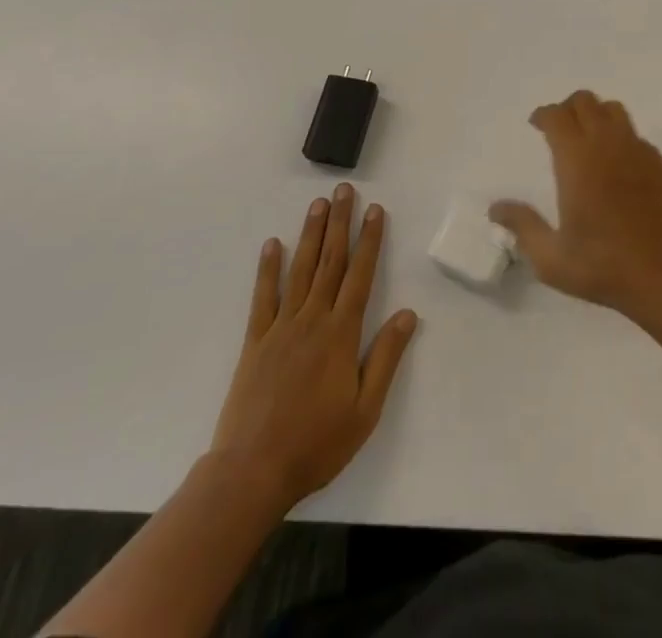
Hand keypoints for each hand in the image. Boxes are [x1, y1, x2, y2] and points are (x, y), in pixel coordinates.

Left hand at [210, 184, 418, 512]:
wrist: (252, 472)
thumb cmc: (316, 444)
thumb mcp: (365, 409)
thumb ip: (386, 358)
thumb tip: (408, 313)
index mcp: (341, 333)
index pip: (360, 275)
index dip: (370, 240)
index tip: (376, 210)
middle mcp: (313, 319)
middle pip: (330, 261)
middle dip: (340, 223)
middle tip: (344, 190)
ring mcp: (281, 327)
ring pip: (300, 270)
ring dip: (311, 234)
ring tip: (318, 204)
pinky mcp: (255, 342)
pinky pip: (263, 297)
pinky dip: (268, 268)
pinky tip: (273, 244)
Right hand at [491, 90, 661, 327]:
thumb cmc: (605, 268)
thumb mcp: (552, 259)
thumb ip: (523, 227)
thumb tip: (496, 208)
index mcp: (577, 160)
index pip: (557, 116)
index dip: (543, 115)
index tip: (536, 125)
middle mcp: (608, 144)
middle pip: (585, 101)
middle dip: (568, 108)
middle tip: (559, 129)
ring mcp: (639, 151)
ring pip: (614, 110)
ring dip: (596, 115)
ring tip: (588, 139)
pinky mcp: (661, 163)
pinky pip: (635, 134)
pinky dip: (620, 137)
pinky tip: (617, 166)